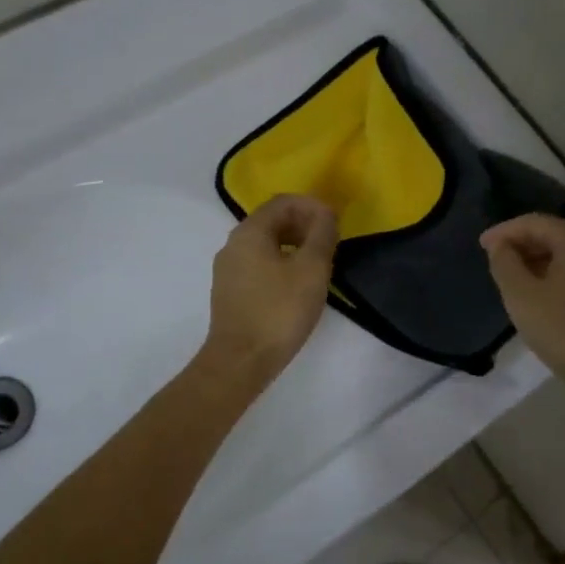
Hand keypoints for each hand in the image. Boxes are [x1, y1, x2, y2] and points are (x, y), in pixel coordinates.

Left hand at [202, 195, 338, 385]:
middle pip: (272, 220)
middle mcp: (233, 244)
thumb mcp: (312, 269)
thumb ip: (322, 235)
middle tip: (331, 243)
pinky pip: (259, 264)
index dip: (312, 206)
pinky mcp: (231, 292)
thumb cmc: (279, 311)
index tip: (336, 223)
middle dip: (304, 224)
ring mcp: (228, 269)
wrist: (241, 361)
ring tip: (319, 264)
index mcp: (250, 232)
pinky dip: (282, 263)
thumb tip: (326, 215)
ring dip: (295, 245)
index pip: (283, 202)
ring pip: (266, 244)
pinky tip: (299, 285)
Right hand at [480, 213, 564, 393]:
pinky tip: (543, 298)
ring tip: (515, 280)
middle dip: (523, 244)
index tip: (482, 246)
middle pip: (556, 236)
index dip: (506, 230)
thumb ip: (505, 264)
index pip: (537, 223)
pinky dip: (557, 277)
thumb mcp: (522, 297)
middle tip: (496, 261)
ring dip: (539, 262)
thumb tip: (501, 246)